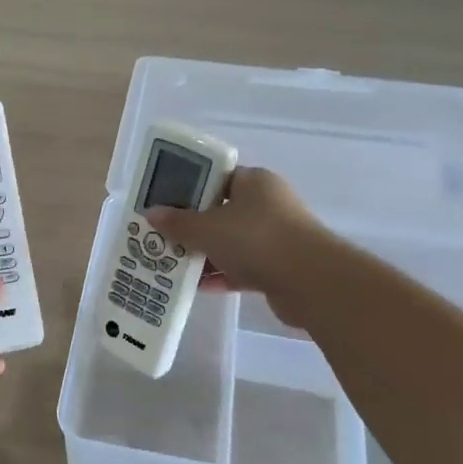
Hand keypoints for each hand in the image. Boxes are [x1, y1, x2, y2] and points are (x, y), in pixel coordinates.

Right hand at [145, 167, 336, 326]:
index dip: (188, 189)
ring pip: (231, 242)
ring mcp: (276, 237)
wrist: (311, 282)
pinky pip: (242, 267)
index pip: (216, 178)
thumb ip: (178, 222)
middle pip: (221, 211)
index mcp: (254, 182)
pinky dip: (222, 275)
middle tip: (163, 236)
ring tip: (172, 264)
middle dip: (192, 226)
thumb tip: (151, 214)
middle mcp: (267, 204)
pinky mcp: (279, 267)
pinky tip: (197, 286)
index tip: (164, 203)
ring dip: (205, 254)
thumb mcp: (207, 228)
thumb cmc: (256, 239)